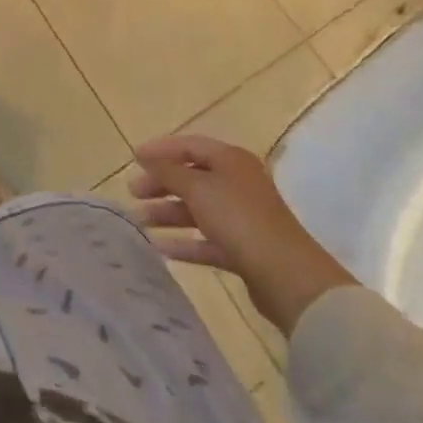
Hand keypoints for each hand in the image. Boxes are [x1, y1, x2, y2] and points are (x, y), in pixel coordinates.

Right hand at [129, 133, 356, 335]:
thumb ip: (168, 171)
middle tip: (133, 192)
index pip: (190, 145)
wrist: (289, 278)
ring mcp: (242, 217)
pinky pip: (208, 239)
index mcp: (231, 160)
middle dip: (161, 184)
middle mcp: (238, 183)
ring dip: (168, 213)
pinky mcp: (245, 249)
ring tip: (139, 221)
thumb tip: (148, 157)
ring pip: (198, 209)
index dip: (160, 149)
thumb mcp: (197, 188)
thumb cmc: (239, 219)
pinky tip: (161, 248)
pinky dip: (185, 242)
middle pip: (192, 177)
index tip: (133, 158)